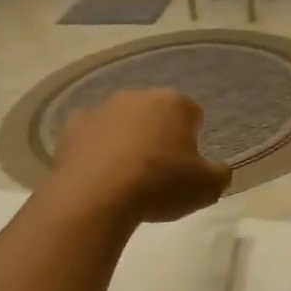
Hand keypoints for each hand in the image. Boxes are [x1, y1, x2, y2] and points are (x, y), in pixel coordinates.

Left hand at [51, 89, 231, 223]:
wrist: (96, 195)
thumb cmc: (159, 184)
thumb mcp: (206, 188)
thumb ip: (219, 175)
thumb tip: (218, 170)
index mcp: (174, 103)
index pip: (193, 114)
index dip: (192, 139)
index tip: (187, 165)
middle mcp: (137, 96)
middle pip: (155, 113)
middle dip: (158, 135)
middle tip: (158, 170)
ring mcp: (101, 108)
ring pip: (121, 122)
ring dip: (126, 140)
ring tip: (126, 176)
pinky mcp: (71, 127)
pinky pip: (90, 136)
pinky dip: (95, 149)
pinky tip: (97, 174)